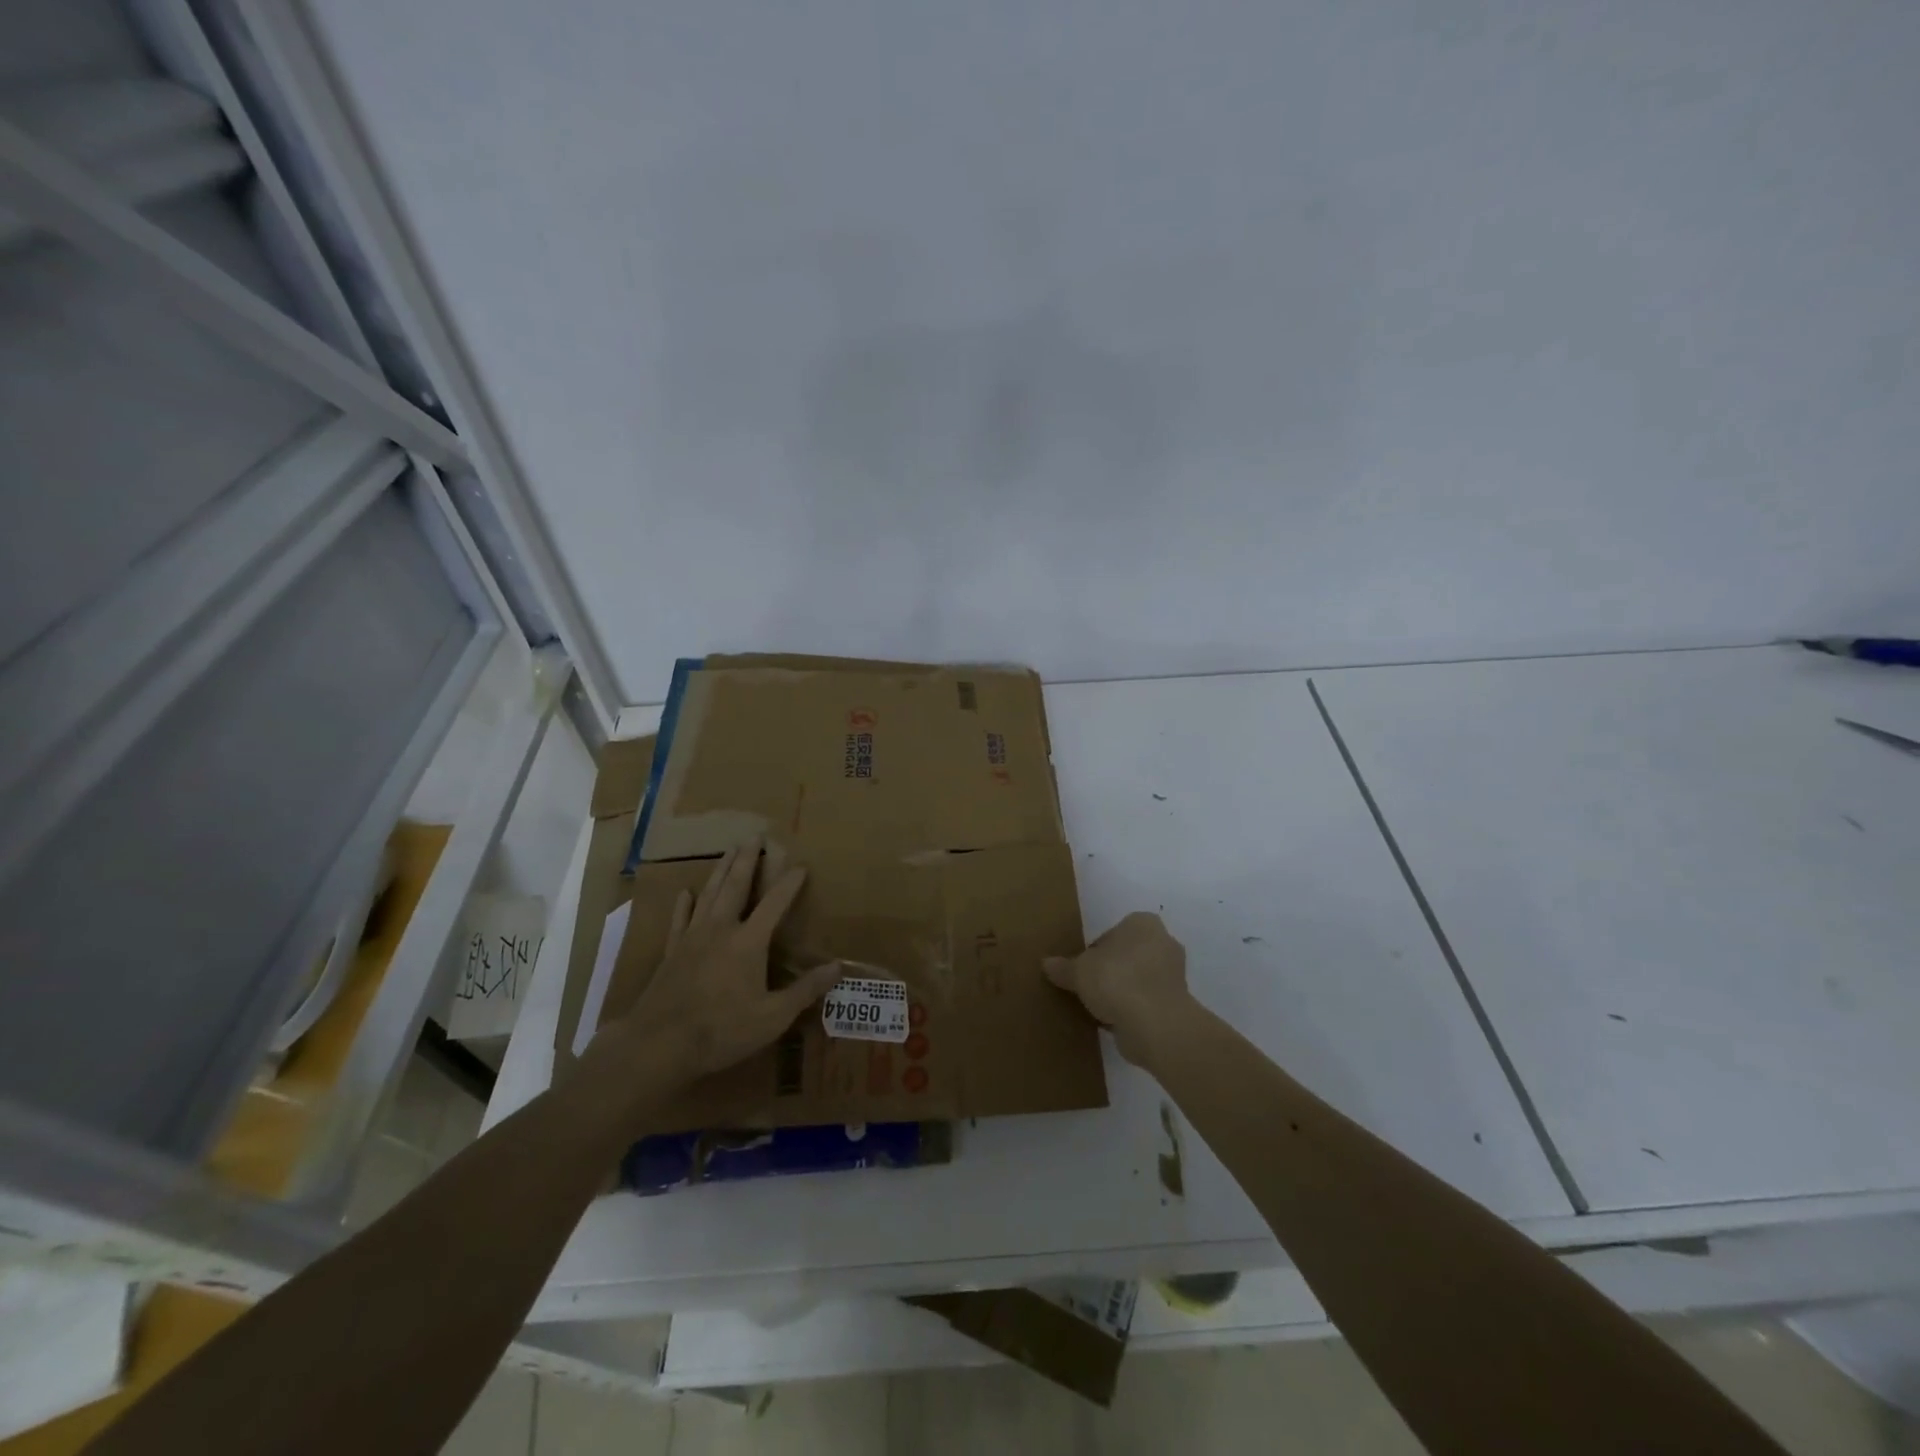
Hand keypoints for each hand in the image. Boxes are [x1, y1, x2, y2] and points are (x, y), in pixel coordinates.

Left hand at [597, 841, 838, 1088]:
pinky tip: (686, 892)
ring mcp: (693, 938)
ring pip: (709, 894)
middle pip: (736, 886)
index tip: (801, 865)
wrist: (659, 1044)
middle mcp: (721, 930)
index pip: (775, 904)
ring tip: (728, 851)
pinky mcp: (672, 952)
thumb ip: (805, 990)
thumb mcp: (773, 1017)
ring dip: (721, 871)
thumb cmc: (722, 1030)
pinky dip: (684, 904)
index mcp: (749, 942)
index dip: (789, 884)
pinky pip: (679, 920)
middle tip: (754, 836)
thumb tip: (837, 967)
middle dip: (747, 860)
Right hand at [1044, 911, 1192, 1066]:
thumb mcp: (1078, 972)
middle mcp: (1163, 942)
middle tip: (1090, 987)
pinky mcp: (1177, 1004)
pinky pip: (1148, 1002)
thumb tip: (1046, 964)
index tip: (1083, 969)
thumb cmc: (1115, 980)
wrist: (1154, 1024)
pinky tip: (1115, 1023)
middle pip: (1128, 955)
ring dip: (1124, 991)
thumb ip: (1063, 967)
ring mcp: (1174, 975)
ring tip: (1100, 1008)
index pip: (1113, 932)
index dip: (1095, 950)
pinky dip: (1134, 1010)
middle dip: (1112, 970)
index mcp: (1142, 923)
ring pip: (1139, 979)